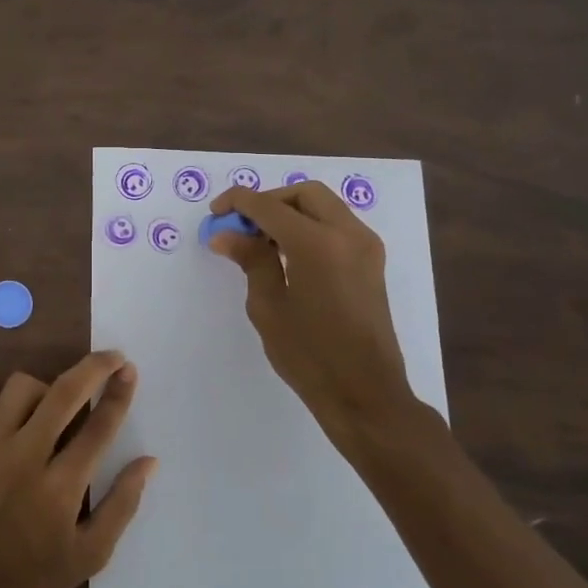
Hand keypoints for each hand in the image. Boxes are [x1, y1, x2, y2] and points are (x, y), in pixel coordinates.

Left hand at [0, 352, 156, 587]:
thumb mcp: (89, 556)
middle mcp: (25, 458)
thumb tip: (149, 461)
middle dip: (93, 367)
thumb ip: (121, 504)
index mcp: (61, 487)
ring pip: (19, 387)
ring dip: (44, 388)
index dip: (119, 392)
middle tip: (110, 358)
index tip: (130, 369)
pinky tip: (9, 424)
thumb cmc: (32, 582)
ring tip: (51, 407)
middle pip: (64, 392)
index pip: (99, 425)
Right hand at [208, 182, 439, 461]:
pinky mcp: (372, 261)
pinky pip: (337, 225)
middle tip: (241, 225)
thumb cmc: (310, 355)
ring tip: (260, 241)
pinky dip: (310, 225)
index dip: (238, 203)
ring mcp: (366, 246)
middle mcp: (348, 234)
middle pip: (303, 194)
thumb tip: (227, 234)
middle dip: (268, 201)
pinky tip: (287, 252)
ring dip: (290, 211)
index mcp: (318, 244)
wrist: (365, 393)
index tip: (215, 213)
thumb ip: (251, 261)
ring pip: (324, 206)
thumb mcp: (269, 307)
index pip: (269, 206)